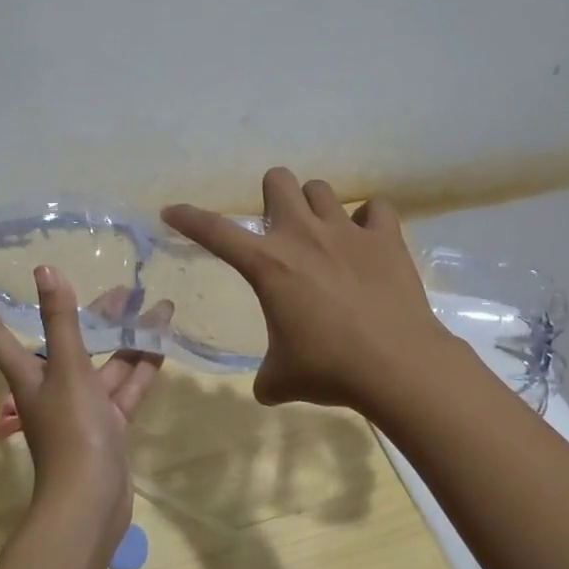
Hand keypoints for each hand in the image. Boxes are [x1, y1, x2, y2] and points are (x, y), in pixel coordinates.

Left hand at [0, 267, 162, 555]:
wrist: (91, 502)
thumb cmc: (72, 430)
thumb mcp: (68, 370)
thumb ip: (61, 321)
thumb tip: (45, 269)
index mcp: (30, 374)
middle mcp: (53, 387)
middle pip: (70, 342)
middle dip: (95, 316)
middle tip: (123, 288)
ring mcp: (84, 408)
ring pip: (106, 364)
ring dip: (129, 339)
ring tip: (155, 308)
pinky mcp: (109, 425)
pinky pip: (126, 388)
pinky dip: (142, 368)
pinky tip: (162, 343)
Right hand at [163, 167, 457, 411]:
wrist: (397, 367)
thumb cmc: (329, 370)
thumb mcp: (282, 379)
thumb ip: (266, 377)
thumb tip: (266, 388)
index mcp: (267, 264)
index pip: (214, 231)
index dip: (188, 218)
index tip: (171, 211)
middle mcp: (303, 235)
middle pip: (278, 180)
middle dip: (272, 197)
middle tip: (279, 229)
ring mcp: (347, 231)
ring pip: (321, 189)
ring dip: (315, 208)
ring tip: (324, 236)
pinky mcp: (386, 237)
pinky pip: (375, 207)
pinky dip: (369, 219)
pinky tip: (367, 239)